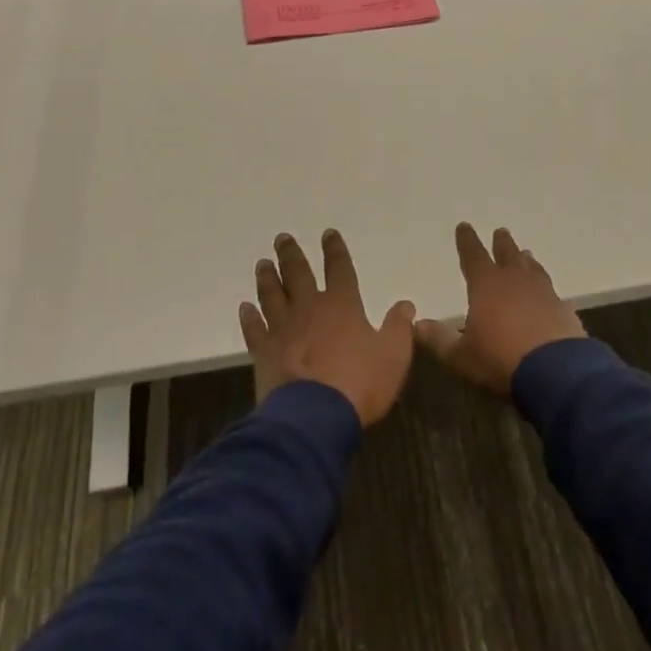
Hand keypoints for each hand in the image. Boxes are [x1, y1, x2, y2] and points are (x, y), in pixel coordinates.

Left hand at [240, 230, 416, 427]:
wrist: (314, 416)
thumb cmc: (359, 384)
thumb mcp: (393, 356)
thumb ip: (399, 328)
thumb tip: (405, 304)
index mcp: (342, 305)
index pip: (339, 269)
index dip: (335, 251)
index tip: (328, 234)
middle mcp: (309, 309)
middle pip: (298, 275)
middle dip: (291, 255)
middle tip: (282, 238)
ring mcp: (283, 329)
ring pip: (272, 295)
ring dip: (267, 279)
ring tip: (263, 263)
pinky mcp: (264, 352)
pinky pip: (254, 329)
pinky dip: (249, 317)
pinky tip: (245, 307)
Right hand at [415, 224, 584, 396]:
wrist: (556, 373)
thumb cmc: (499, 360)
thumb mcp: (460, 356)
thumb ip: (439, 339)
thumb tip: (418, 324)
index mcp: (486, 286)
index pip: (473, 256)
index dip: (467, 241)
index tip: (464, 226)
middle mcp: (516, 282)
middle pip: (508, 255)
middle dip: (502, 243)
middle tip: (501, 231)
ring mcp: (543, 294)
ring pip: (533, 269)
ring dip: (526, 261)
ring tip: (525, 254)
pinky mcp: (564, 311)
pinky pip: (552, 292)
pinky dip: (545, 288)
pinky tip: (548, 293)